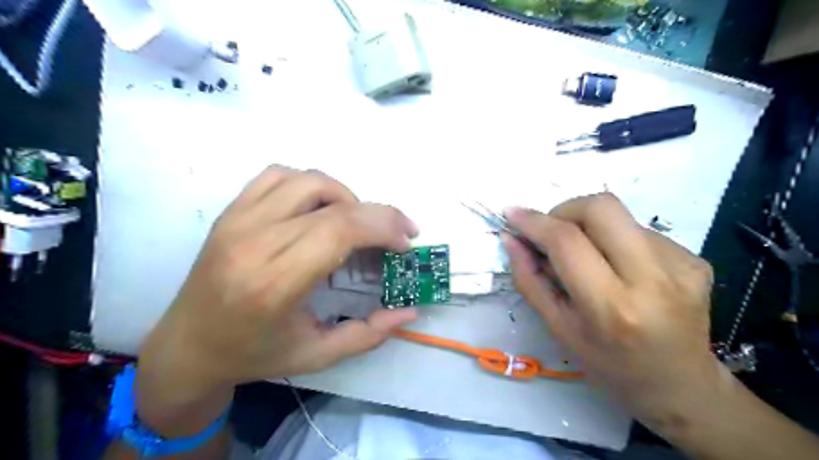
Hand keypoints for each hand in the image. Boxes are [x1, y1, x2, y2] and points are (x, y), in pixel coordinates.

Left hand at [135, 165, 415, 423]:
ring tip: (356, 223)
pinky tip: (319, 208)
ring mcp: (238, 220)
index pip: (340, 230)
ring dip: (346, 196)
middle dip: (379, 214)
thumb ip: (369, 334)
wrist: (187, 346)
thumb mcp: (318, 356)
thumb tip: (409, 311)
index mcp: (274, 284)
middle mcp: (254, 242)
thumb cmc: (254, 355)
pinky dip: (310, 184)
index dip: (383, 228)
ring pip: (308, 180)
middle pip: (333, 205)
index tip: (405, 243)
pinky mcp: (231, 211)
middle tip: (399, 233)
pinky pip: (278, 175)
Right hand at [506, 192, 720, 433]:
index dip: (534, 221)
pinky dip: (616, 241)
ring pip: (620, 217)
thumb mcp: (558, 328)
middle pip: (602, 207)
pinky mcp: (696, 259)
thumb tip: (511, 238)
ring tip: (590, 261)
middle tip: (553, 233)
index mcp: (611, 308)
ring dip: (591, 229)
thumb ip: (529, 280)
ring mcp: (681, 265)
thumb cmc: (609, 365)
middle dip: (566, 210)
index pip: (567, 242)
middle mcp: (653, 280)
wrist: (681, 387)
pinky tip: (619, 270)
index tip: (513, 213)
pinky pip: (640, 231)